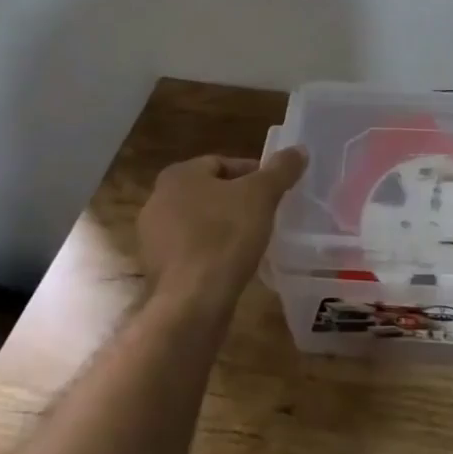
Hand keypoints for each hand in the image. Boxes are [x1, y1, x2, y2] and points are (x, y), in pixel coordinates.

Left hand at [137, 149, 307, 312]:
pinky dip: (212, 252)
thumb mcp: (262, 196)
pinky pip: (192, 250)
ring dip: (224, 227)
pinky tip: (233, 263)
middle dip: (238, 201)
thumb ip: (281, 169)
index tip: (275, 190)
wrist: (192, 303)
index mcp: (178, 175)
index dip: (253, 174)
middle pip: (210, 192)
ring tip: (254, 239)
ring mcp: (153, 238)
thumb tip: (299, 150)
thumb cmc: (225, 236)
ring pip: (200, 222)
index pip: (222, 163)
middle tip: (267, 213)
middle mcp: (158, 201)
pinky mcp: (157, 270)